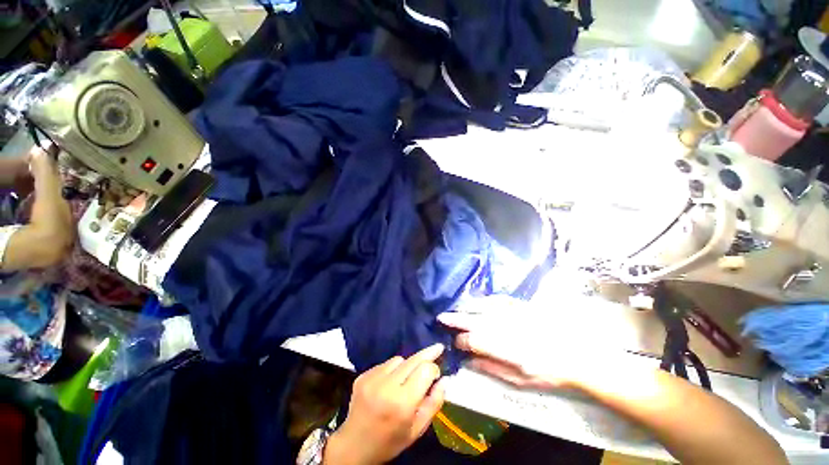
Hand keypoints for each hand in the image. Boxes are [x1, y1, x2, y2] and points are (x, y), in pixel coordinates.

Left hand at [325, 344, 445, 464]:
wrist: (354, 445)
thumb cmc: (390, 441)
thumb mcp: (417, 430)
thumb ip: (434, 404)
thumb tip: (444, 380)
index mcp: (402, 403)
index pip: (425, 370)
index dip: (434, 368)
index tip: (437, 373)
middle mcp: (386, 386)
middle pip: (413, 360)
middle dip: (427, 354)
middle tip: (437, 348)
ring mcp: (372, 379)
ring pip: (399, 359)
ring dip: (407, 365)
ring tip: (406, 379)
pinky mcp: (363, 375)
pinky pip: (385, 363)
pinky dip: (392, 369)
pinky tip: (390, 383)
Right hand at [438, 295, 628, 391]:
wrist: (575, 352)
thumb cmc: (547, 371)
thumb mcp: (520, 379)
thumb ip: (491, 367)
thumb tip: (469, 361)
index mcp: (504, 347)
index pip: (473, 340)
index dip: (460, 340)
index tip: (455, 343)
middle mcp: (504, 326)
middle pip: (473, 320)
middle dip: (455, 319)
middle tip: (441, 317)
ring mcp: (511, 313)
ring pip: (481, 307)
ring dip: (465, 308)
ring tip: (454, 309)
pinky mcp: (518, 305)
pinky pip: (495, 300)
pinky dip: (481, 301)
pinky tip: (475, 302)